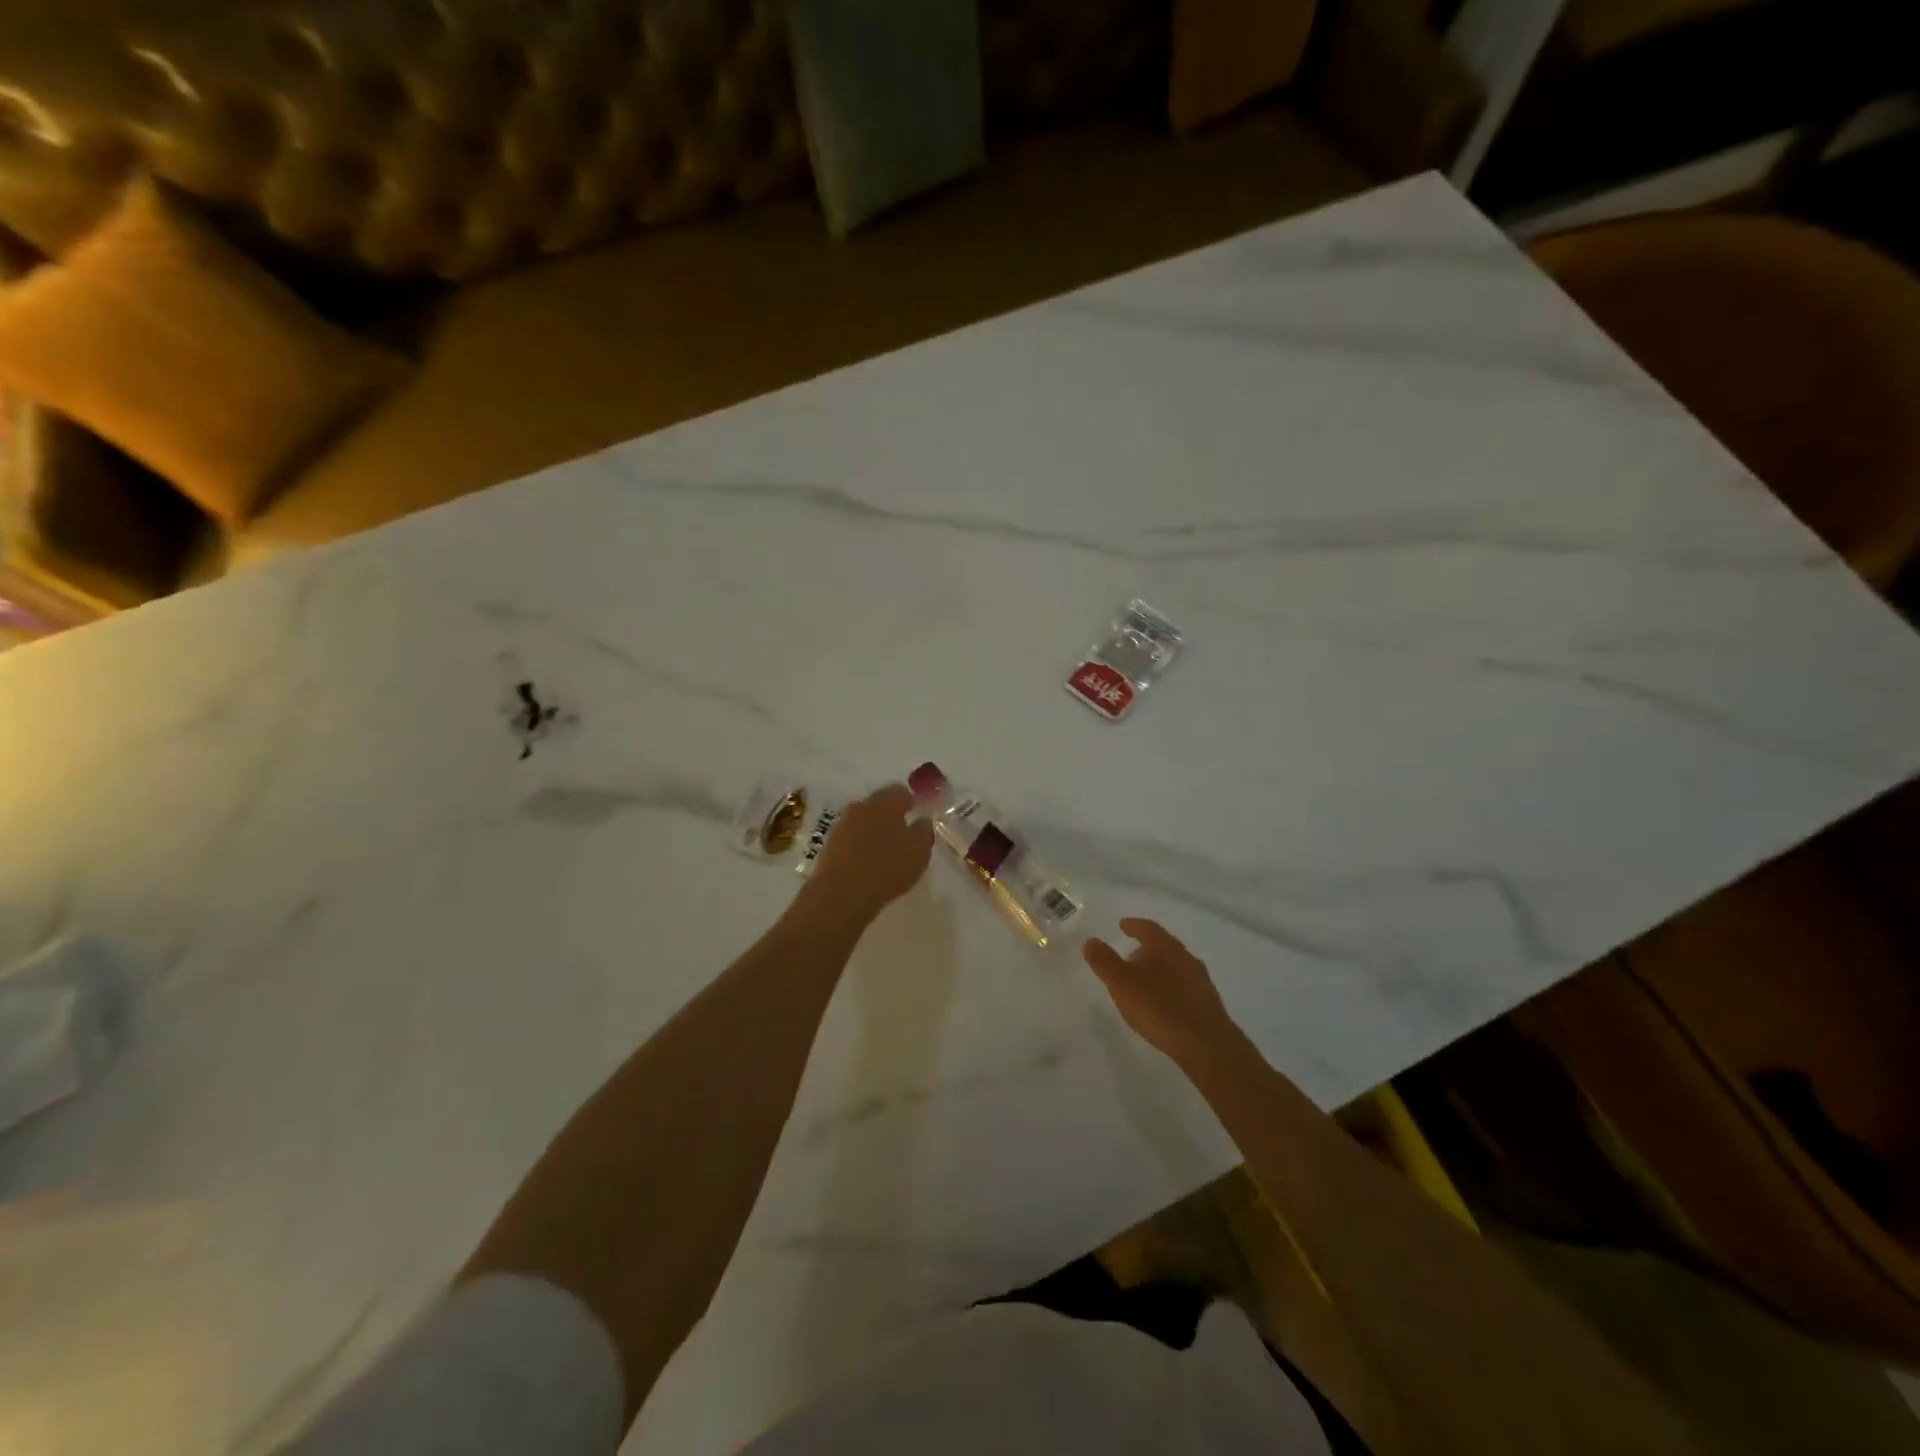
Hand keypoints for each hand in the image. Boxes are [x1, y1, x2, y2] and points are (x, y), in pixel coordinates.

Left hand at [802, 783, 934, 925]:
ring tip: (884, 850)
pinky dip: (859, 843)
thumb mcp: (920, 852)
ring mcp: (842, 823)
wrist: (841, 893)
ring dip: (874, 829)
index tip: (917, 815)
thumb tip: (923, 819)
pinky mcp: (829, 842)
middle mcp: (862, 806)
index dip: (911, 802)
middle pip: (879, 803)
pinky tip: (866, 861)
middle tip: (902, 833)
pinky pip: (850, 836)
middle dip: (891, 815)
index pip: (900, 791)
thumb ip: (924, 831)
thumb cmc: (888, 868)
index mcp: (885, 802)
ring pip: (863, 819)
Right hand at [1083, 919, 1238, 1065]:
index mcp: (1165, 947)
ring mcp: (1200, 980)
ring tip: (1144, 982)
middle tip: (1129, 956)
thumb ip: (1104, 961)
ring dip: (1159, 969)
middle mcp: (1186, 957)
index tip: (1123, 925)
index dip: (1134, 925)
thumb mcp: (1122, 983)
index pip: (1148, 928)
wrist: (1206, 1044)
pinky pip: (1184, 986)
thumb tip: (1091, 941)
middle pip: (1164, 946)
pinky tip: (1163, 1003)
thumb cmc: (1159, 1007)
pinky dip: (1170, 987)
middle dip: (1146, 948)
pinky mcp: (1208, 1003)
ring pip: (1175, 966)